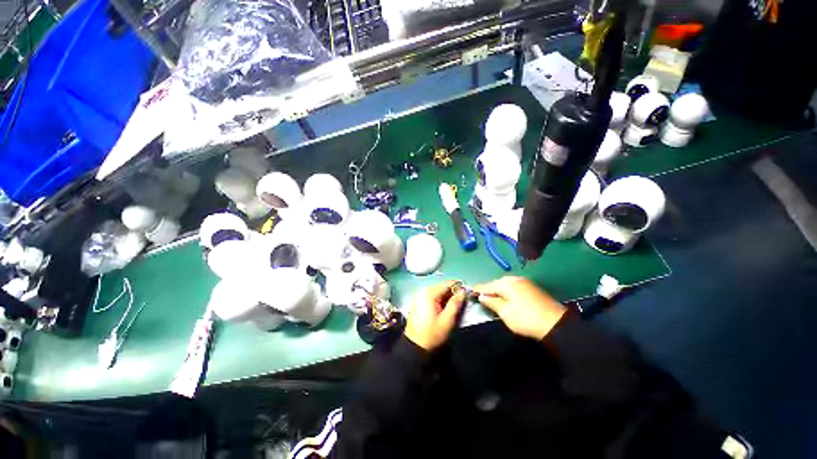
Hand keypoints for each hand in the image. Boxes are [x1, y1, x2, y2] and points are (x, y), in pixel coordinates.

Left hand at [404, 282, 465, 350]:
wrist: (415, 346)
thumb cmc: (432, 334)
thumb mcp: (447, 320)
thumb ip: (455, 304)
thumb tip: (462, 291)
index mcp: (429, 294)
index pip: (446, 284)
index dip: (457, 287)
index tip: (466, 292)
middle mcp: (422, 291)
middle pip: (441, 286)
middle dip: (452, 291)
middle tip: (461, 300)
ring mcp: (419, 296)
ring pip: (437, 290)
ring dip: (446, 295)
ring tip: (454, 304)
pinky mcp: (418, 302)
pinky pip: (432, 295)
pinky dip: (439, 299)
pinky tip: (444, 307)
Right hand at [474, 276, 566, 340]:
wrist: (555, 324)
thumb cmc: (525, 318)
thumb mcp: (505, 312)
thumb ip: (492, 302)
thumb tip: (482, 296)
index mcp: (506, 283)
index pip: (488, 285)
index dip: (479, 288)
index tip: (470, 290)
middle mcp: (514, 279)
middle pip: (497, 283)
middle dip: (489, 289)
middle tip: (481, 296)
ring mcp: (525, 282)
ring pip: (506, 285)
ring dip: (499, 290)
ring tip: (492, 297)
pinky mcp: (532, 288)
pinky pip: (514, 287)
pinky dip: (508, 292)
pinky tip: (506, 297)